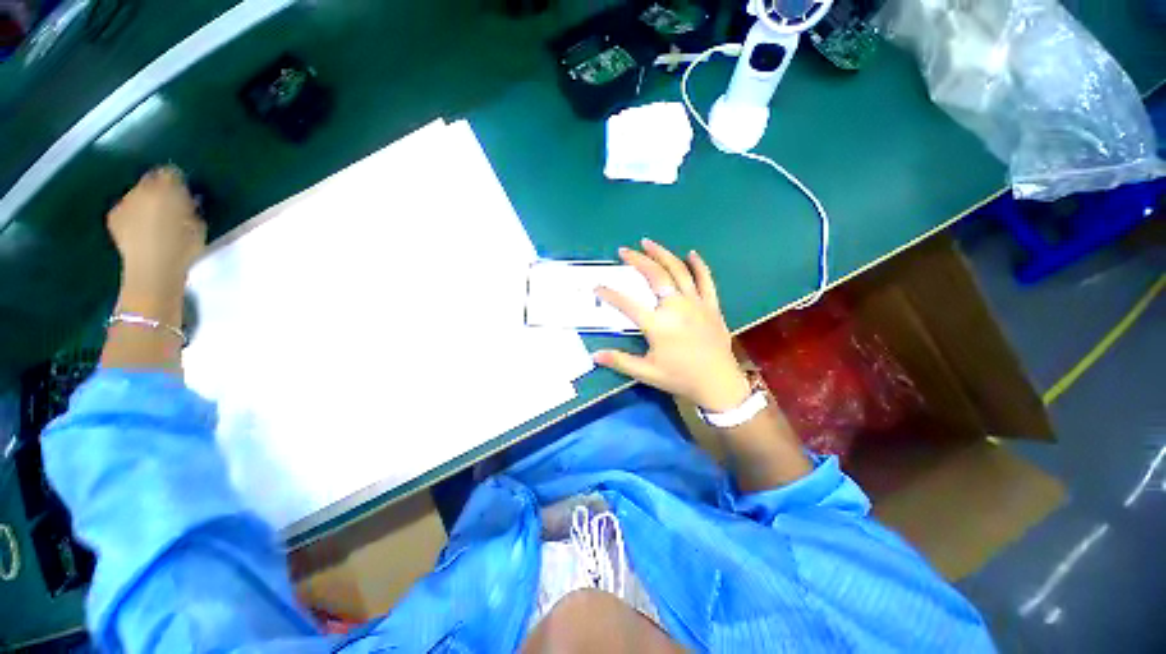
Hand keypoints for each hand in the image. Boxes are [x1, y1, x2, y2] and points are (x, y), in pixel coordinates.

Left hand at [107, 166, 205, 289]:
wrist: (153, 269)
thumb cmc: (184, 248)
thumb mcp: (199, 225)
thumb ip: (191, 207)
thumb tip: (188, 200)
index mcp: (167, 187)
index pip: (172, 172)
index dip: (179, 181)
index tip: (187, 192)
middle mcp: (142, 188)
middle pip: (151, 180)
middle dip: (160, 188)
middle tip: (171, 204)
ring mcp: (124, 202)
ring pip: (137, 193)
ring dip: (146, 201)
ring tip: (156, 218)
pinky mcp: (114, 217)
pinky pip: (125, 208)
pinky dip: (133, 213)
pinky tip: (141, 227)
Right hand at [594, 239, 750, 411]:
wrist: (718, 384)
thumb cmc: (680, 378)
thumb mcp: (646, 373)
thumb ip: (620, 361)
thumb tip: (594, 356)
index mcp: (658, 325)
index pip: (627, 304)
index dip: (609, 294)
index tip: (597, 286)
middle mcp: (676, 307)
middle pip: (655, 276)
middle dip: (637, 260)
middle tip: (624, 251)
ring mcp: (696, 303)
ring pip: (678, 271)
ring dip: (662, 254)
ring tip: (648, 243)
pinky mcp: (711, 305)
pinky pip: (706, 279)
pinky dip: (699, 265)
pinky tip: (691, 253)